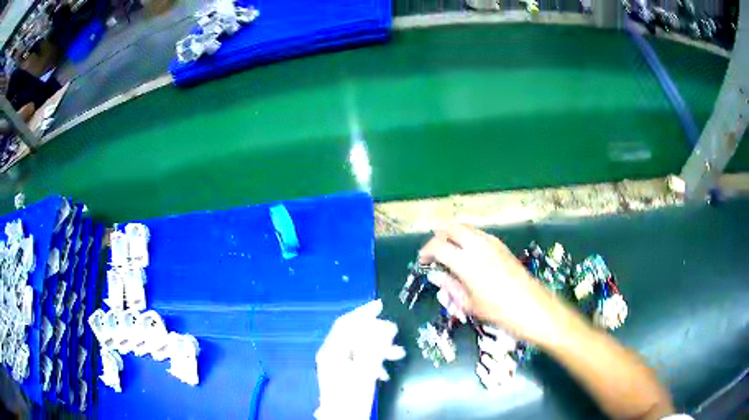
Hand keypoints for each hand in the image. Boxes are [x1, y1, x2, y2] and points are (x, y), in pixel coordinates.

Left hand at [315, 300, 404, 419]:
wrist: (342, 419)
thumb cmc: (352, 396)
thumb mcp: (365, 370)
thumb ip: (375, 347)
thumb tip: (387, 327)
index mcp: (332, 350)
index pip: (346, 323)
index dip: (363, 312)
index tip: (381, 305)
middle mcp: (331, 353)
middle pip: (353, 334)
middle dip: (376, 332)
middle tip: (395, 332)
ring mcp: (335, 364)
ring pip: (359, 347)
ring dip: (378, 348)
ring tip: (398, 354)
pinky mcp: (342, 373)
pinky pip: (359, 359)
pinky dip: (373, 361)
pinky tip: (384, 372)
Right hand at [419, 225, 571, 345]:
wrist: (534, 308)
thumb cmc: (499, 312)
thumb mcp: (470, 304)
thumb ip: (451, 287)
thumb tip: (437, 276)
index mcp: (466, 262)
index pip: (438, 246)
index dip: (426, 251)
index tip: (422, 261)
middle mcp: (478, 246)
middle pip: (453, 228)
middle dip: (440, 237)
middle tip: (434, 253)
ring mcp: (493, 244)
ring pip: (468, 229)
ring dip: (455, 236)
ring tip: (450, 253)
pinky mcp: (503, 247)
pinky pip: (480, 235)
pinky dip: (469, 239)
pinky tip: (470, 255)